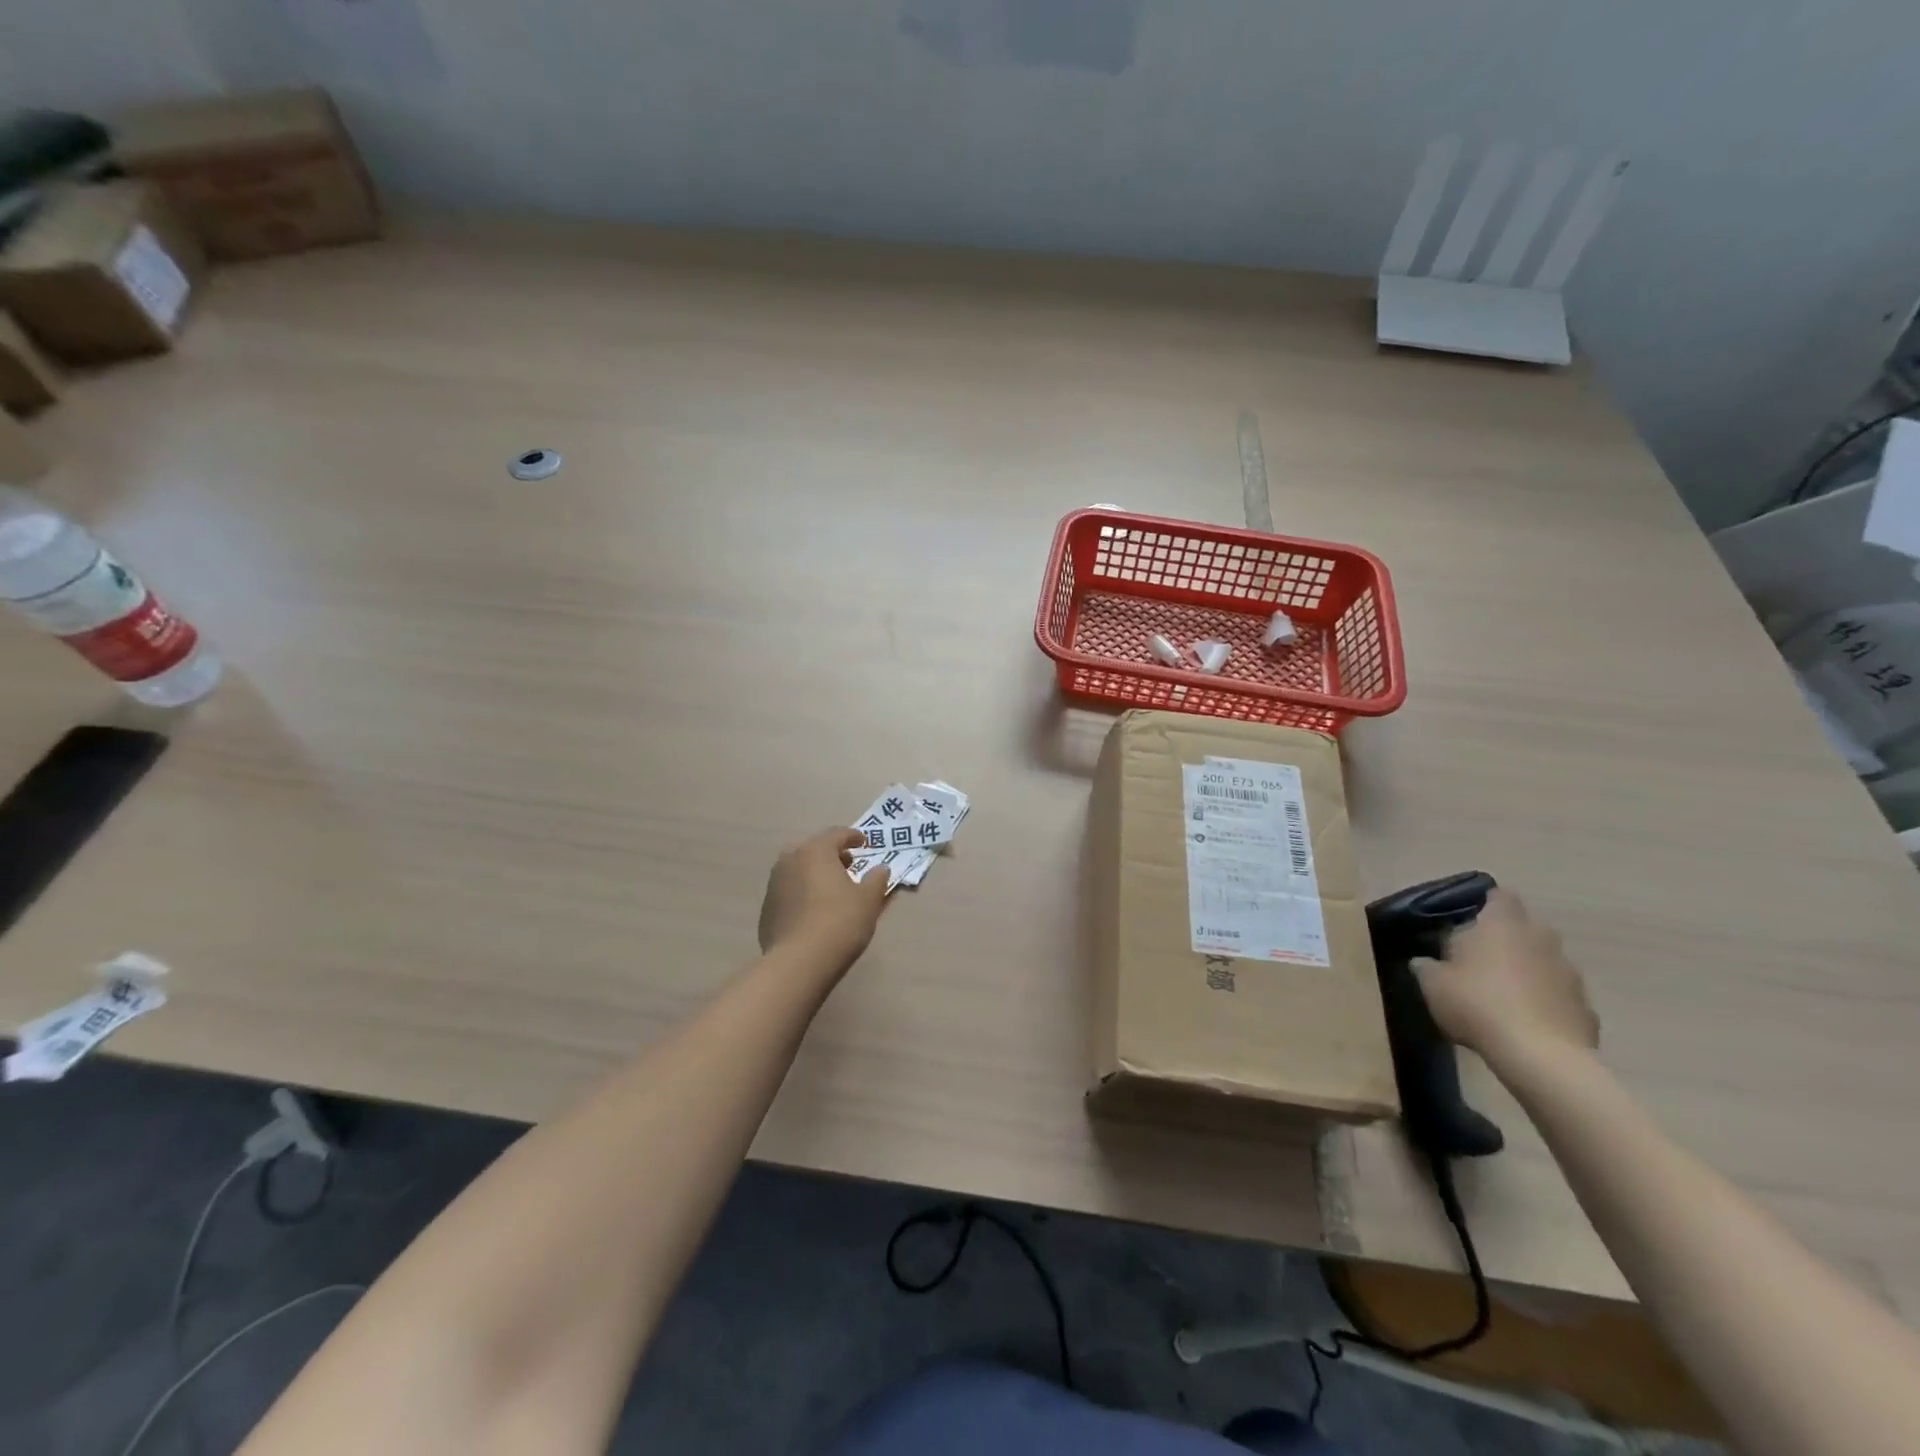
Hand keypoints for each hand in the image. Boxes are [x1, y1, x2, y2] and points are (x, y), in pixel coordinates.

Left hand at [758, 828, 889, 972]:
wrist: (799, 962)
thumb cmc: (840, 922)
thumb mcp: (869, 900)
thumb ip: (876, 879)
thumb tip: (880, 868)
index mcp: (815, 851)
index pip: (837, 834)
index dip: (854, 836)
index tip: (865, 843)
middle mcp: (790, 860)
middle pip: (814, 848)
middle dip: (832, 854)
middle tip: (849, 865)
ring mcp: (774, 884)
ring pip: (798, 868)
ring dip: (815, 872)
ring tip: (831, 888)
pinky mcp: (766, 908)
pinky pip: (789, 890)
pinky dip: (803, 892)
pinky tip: (814, 910)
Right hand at [1413, 888, 1598, 1066]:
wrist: (1540, 1057)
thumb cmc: (1477, 1004)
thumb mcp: (1432, 984)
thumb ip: (1427, 967)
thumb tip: (1424, 962)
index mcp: (1503, 924)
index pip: (1499, 896)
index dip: (1485, 904)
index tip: (1467, 921)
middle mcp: (1541, 939)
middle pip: (1525, 927)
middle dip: (1507, 938)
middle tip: (1479, 959)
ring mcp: (1570, 973)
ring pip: (1545, 961)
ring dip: (1528, 971)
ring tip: (1502, 995)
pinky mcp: (1586, 1008)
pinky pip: (1560, 996)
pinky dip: (1546, 1003)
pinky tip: (1526, 1023)